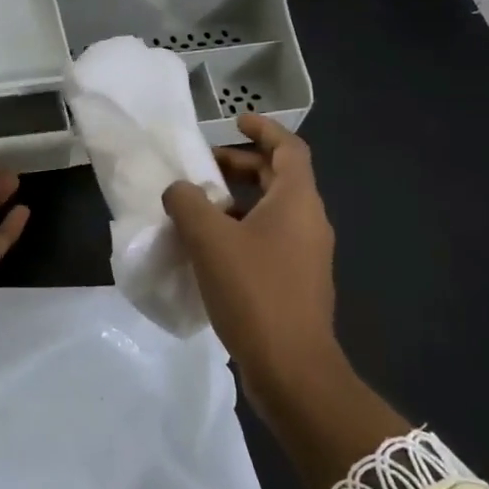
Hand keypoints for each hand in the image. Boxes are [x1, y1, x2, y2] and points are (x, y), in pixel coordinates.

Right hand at [160, 114, 339, 419]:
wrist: (292, 368)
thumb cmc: (254, 292)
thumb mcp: (209, 240)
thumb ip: (187, 203)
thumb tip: (179, 190)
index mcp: (297, 201)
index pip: (288, 148)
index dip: (263, 129)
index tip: (235, 120)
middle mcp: (309, 222)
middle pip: (280, 178)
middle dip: (243, 166)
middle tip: (205, 167)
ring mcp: (307, 255)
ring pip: (274, 211)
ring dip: (240, 201)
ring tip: (200, 207)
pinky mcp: (297, 282)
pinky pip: (270, 239)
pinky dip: (243, 230)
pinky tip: (211, 249)